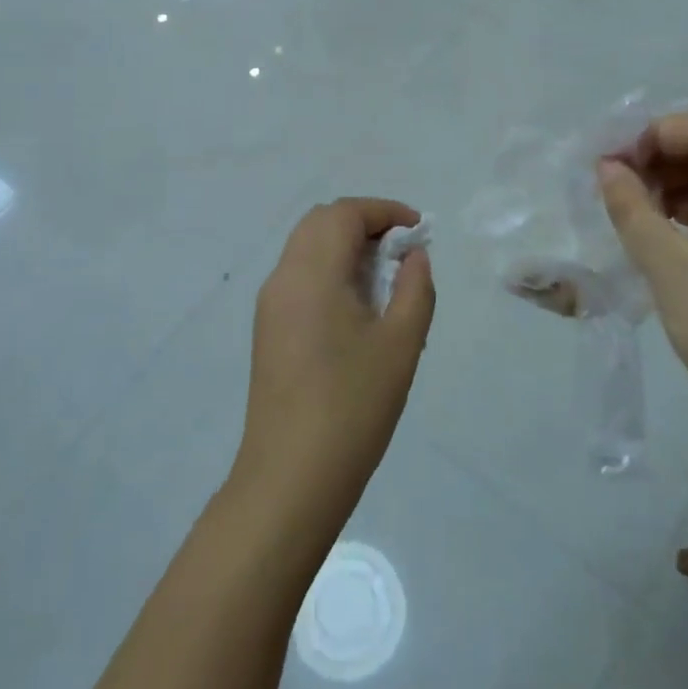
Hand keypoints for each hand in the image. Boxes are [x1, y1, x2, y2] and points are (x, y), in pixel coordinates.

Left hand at [232, 200, 435, 526]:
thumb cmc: (353, 407)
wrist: (291, 477)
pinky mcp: (268, 328)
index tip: (419, 231)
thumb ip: (415, 288)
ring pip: (307, 248)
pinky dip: (330, 270)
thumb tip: (414, 255)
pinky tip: (358, 307)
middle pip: (321, 222)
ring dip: (346, 246)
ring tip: (386, 279)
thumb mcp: (401, 344)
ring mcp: (270, 304)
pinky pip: (300, 276)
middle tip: (403, 251)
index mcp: (311, 273)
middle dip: (364, 223)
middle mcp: (283, 278)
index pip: (344, 213)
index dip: (385, 211)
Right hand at [597, 112, 687, 452]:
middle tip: (615, 182)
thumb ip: (632, 207)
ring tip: (630, 206)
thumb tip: (606, 166)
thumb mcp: (667, 265)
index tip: (614, 161)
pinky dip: (687, 210)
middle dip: (660, 156)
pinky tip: (656, 228)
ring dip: (672, 183)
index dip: (656, 133)